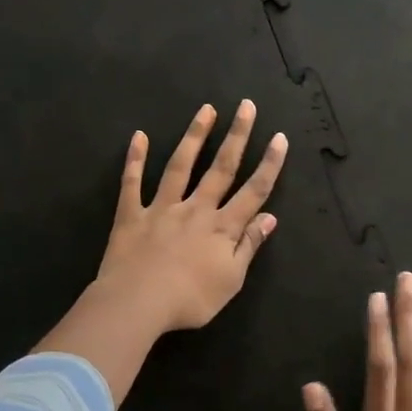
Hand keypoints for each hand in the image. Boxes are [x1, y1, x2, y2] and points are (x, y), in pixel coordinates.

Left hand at [95, 100, 287, 334]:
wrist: (137, 304)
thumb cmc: (189, 300)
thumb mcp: (231, 280)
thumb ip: (249, 245)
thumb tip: (270, 217)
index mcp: (222, 227)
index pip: (253, 191)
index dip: (269, 164)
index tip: (279, 137)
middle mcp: (196, 209)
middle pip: (221, 167)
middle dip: (237, 135)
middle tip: (246, 106)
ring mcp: (162, 208)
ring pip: (181, 165)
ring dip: (195, 136)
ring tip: (206, 109)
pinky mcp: (132, 214)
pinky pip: (132, 183)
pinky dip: (135, 159)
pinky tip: (138, 136)